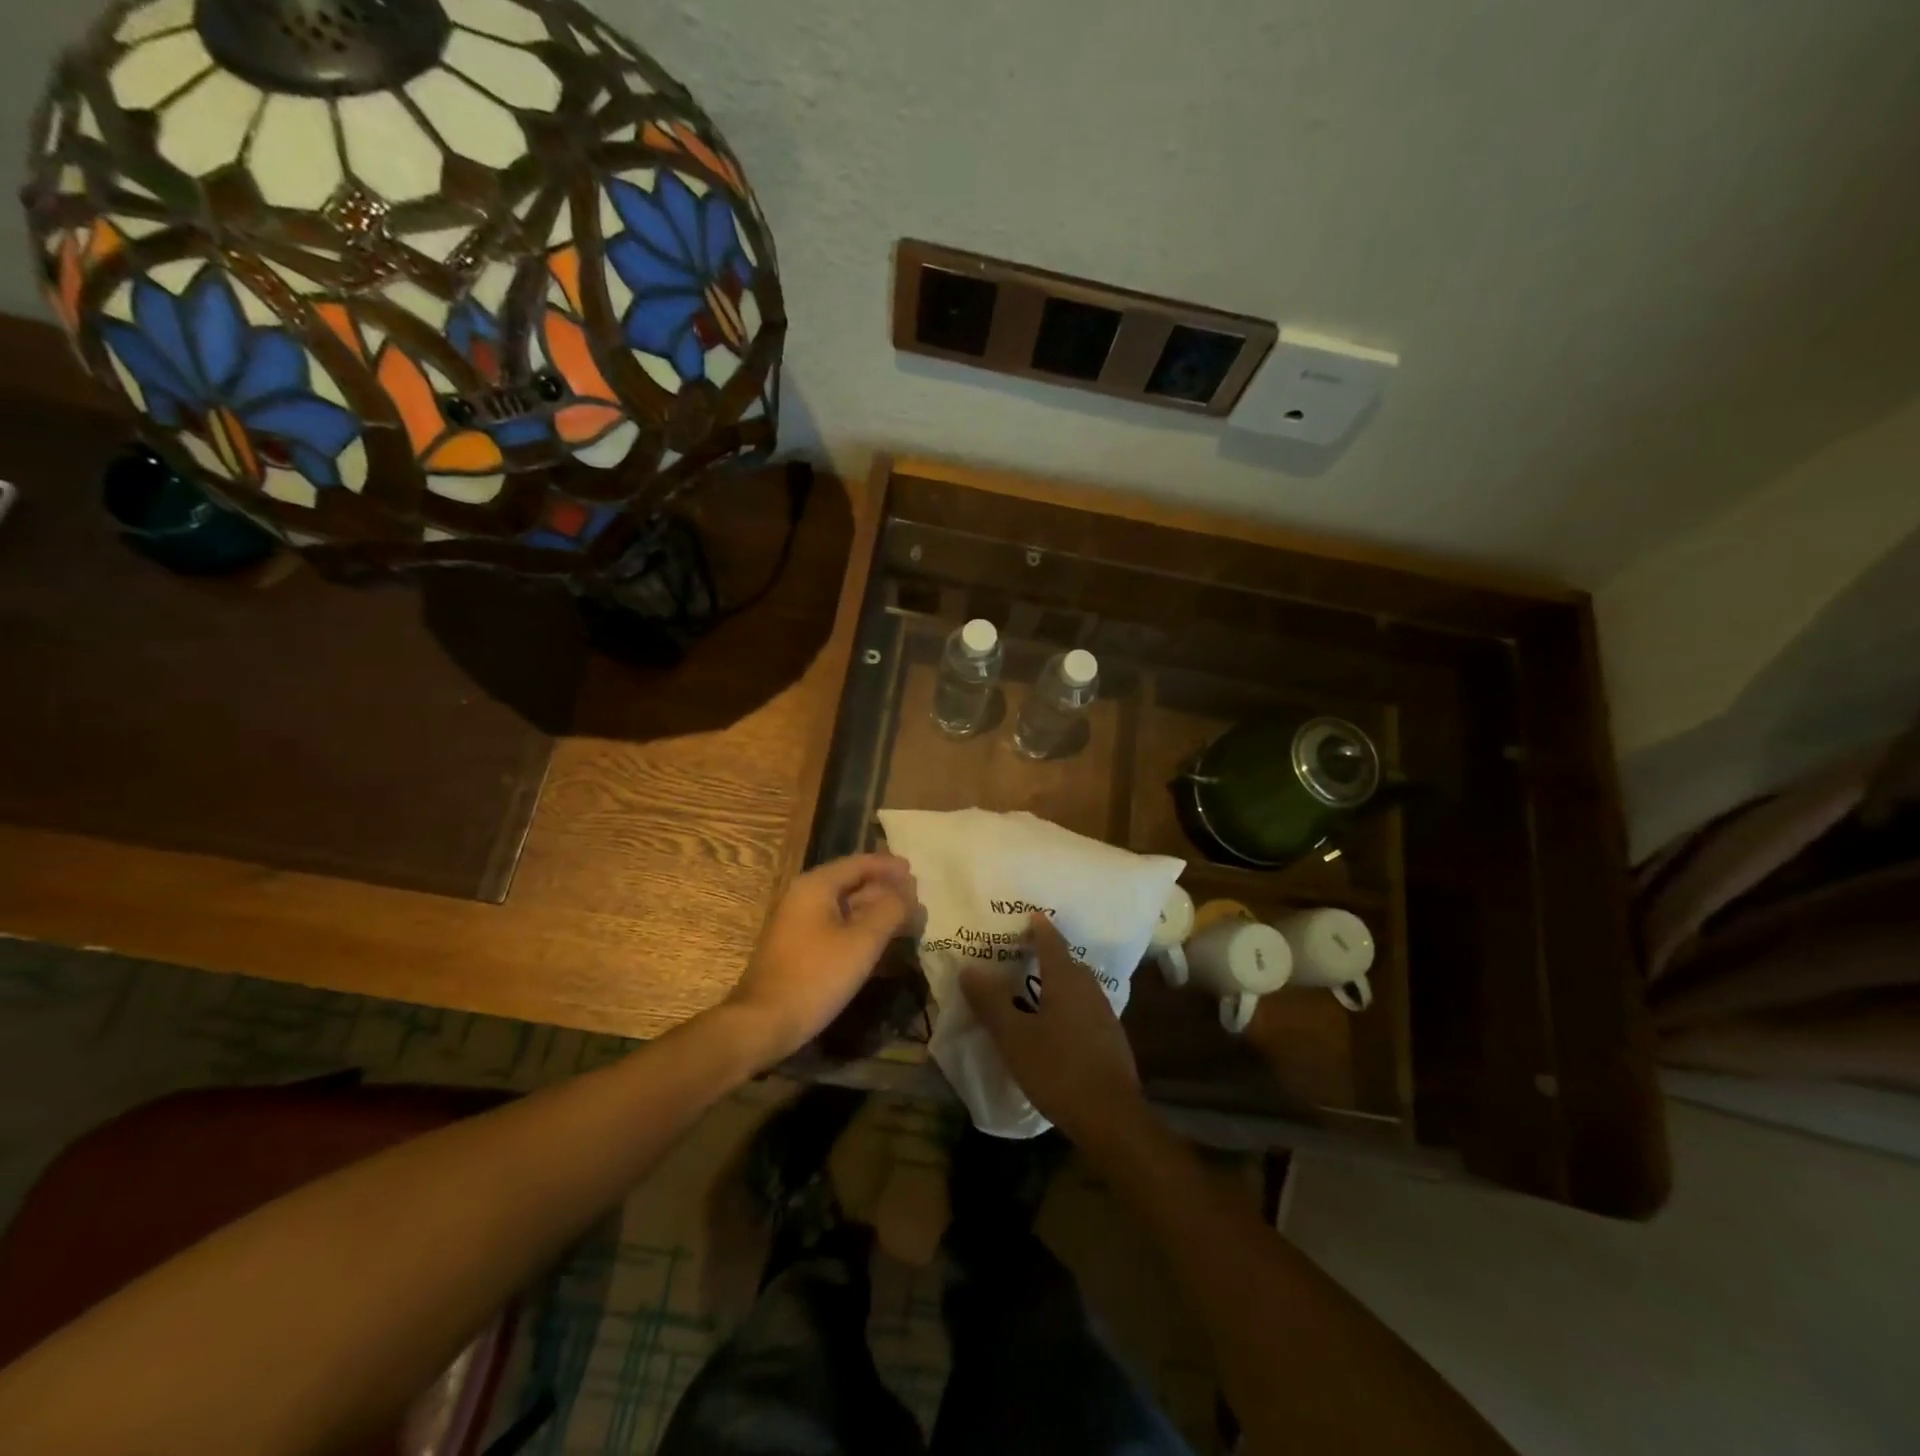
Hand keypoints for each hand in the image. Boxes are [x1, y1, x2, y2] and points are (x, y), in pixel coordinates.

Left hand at [723, 853, 919, 1065]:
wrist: (763, 1022)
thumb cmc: (815, 976)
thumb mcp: (862, 941)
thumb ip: (890, 910)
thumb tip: (908, 892)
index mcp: (816, 886)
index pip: (859, 863)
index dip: (889, 867)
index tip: (915, 871)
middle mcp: (804, 896)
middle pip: (852, 883)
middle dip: (885, 890)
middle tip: (916, 898)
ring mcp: (799, 923)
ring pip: (845, 907)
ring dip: (875, 911)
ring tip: (906, 919)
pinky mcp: (799, 947)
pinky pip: (836, 926)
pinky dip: (860, 928)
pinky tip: (879, 942)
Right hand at [960, 913, 1146, 1148]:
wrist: (1111, 1116)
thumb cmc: (1058, 1069)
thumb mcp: (1014, 1037)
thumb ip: (991, 1002)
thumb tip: (969, 968)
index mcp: (1066, 980)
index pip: (1052, 942)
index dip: (1039, 928)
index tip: (1028, 916)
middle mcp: (1089, 988)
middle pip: (1066, 962)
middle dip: (1046, 954)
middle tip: (1021, 953)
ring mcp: (1104, 1013)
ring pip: (1077, 986)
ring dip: (1057, 982)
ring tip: (1033, 988)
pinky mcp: (1110, 1038)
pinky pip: (1084, 1008)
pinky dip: (1067, 1005)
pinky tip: (1054, 1024)